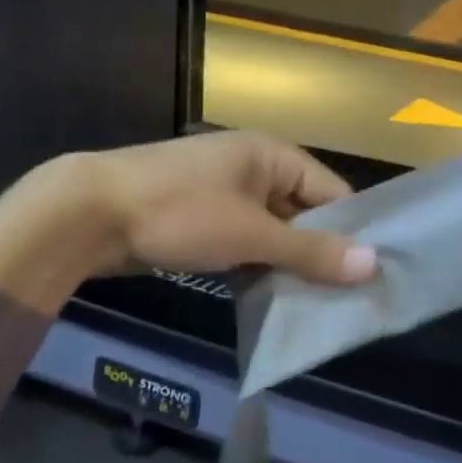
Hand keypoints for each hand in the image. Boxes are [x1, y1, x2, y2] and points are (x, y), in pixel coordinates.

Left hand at [71, 132, 376, 285]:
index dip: (352, 233)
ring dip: (286, 264)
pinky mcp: (200, 218)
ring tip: (313, 306)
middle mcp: (253, 168)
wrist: (88, 213)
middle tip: (345, 300)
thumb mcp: (251, 234)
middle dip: (319, 254)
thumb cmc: (180, 212)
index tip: (371, 277)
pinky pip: (243, 241)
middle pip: (303, 213)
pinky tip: (269, 299)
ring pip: (272, 231)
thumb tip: (373, 264)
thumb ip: (311, 251)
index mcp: (273, 156)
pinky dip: (255, 266)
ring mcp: (224, 193)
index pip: (332, 193)